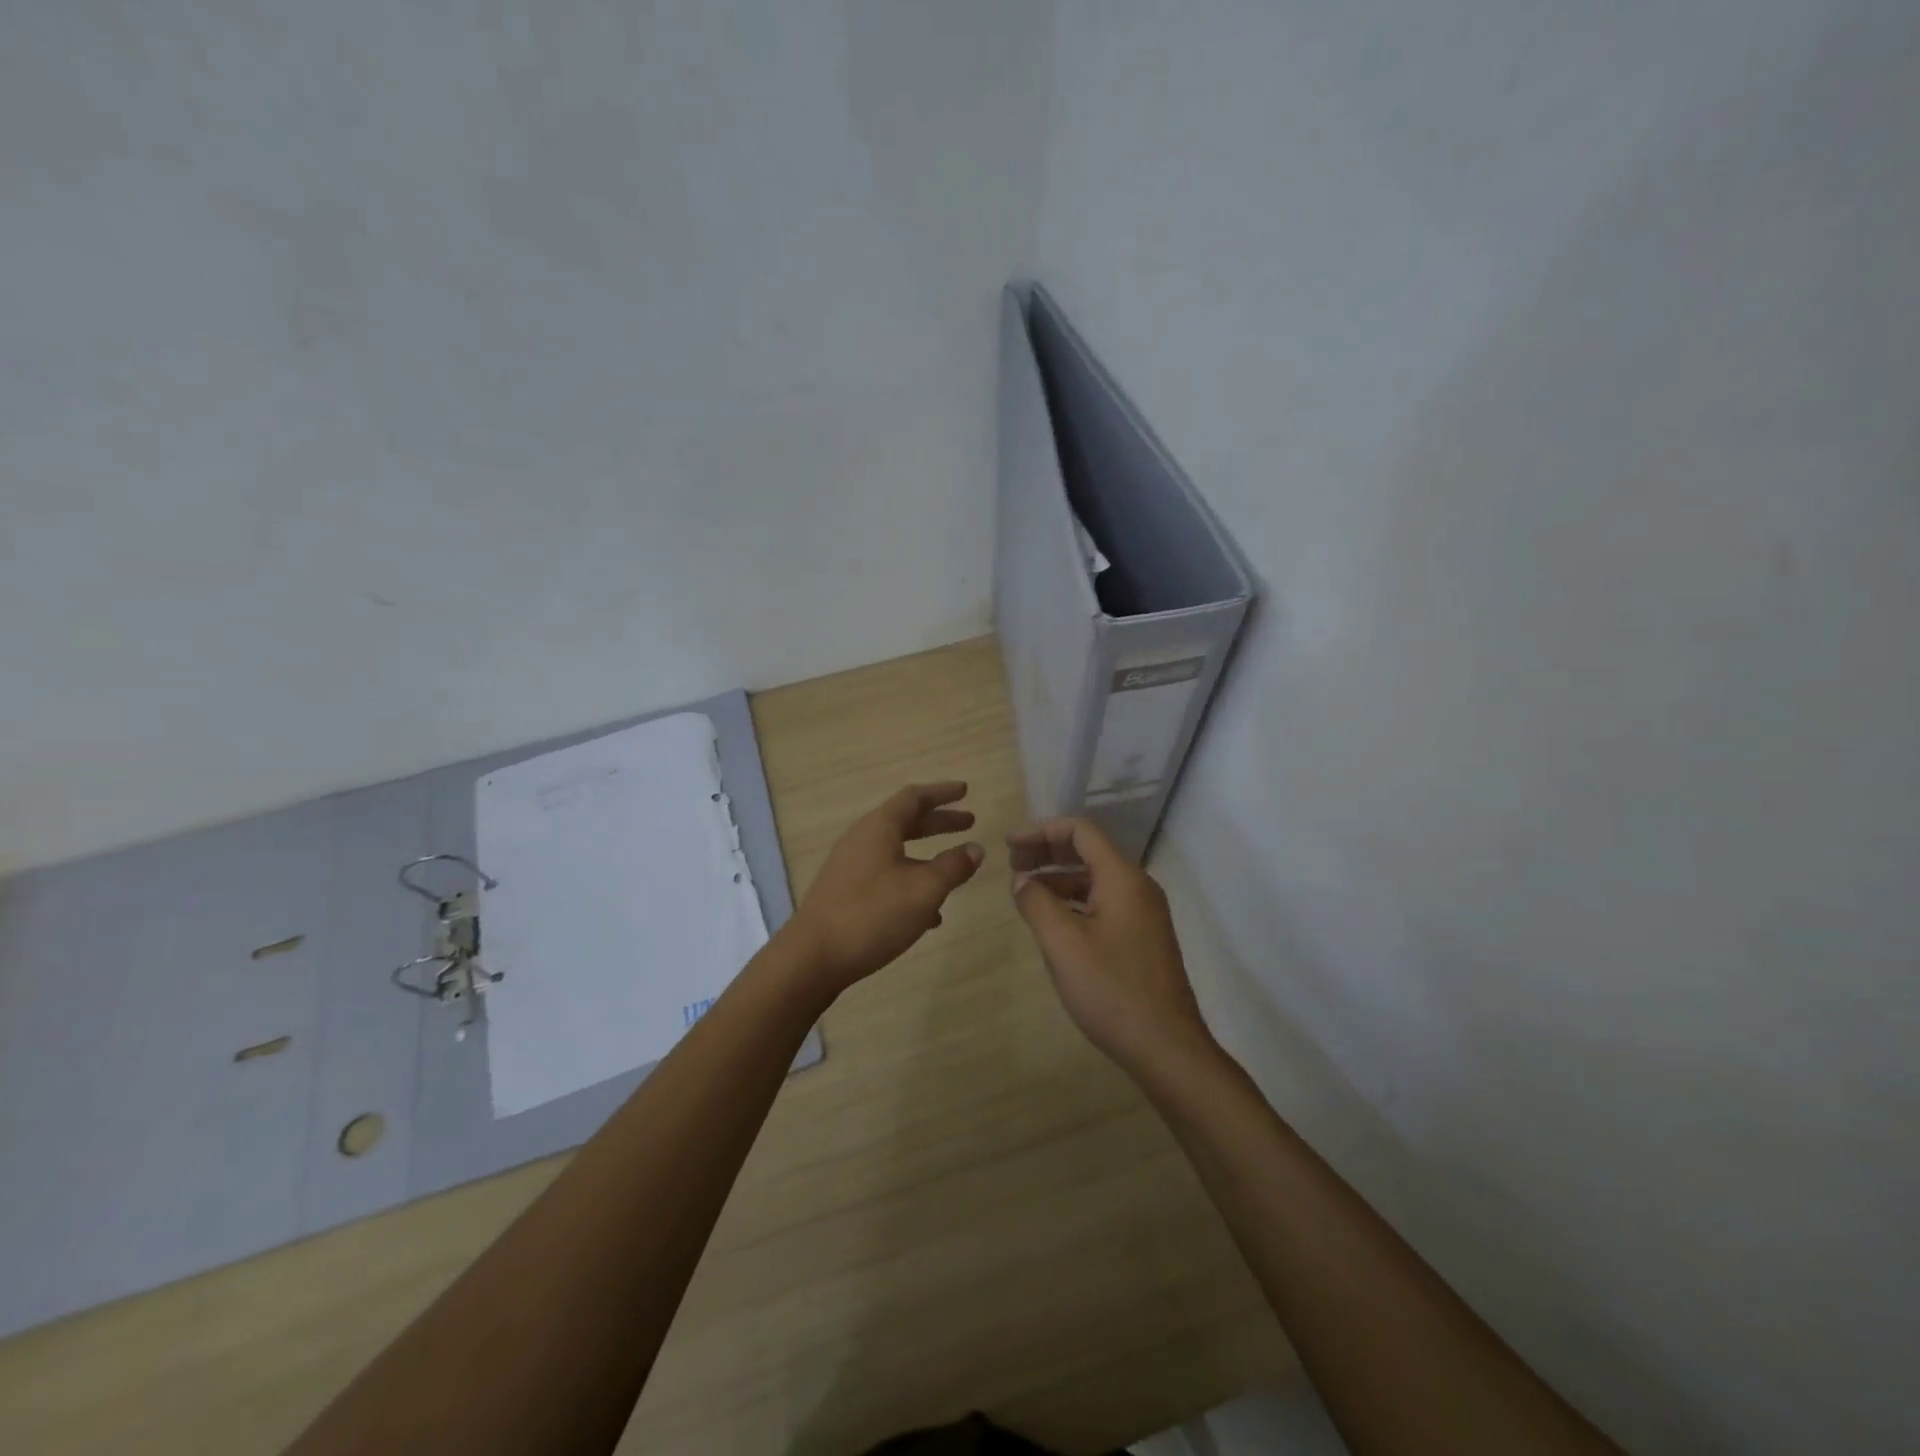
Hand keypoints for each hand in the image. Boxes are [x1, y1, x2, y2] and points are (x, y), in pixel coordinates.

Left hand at [783, 782, 984, 994]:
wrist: (812, 958)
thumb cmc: (872, 914)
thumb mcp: (924, 890)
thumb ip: (952, 866)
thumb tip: (975, 848)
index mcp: (879, 828)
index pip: (914, 797)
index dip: (942, 792)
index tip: (965, 790)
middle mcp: (862, 840)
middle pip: (905, 821)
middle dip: (938, 822)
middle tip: (969, 822)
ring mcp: (851, 868)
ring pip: (896, 852)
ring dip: (927, 855)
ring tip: (954, 869)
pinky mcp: (846, 895)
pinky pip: (886, 878)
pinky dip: (911, 883)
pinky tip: (929, 914)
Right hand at [1009, 817, 1215, 1076]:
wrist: (1167, 1048)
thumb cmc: (1111, 990)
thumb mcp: (1063, 943)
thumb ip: (1037, 902)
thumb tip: (1022, 879)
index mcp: (1122, 878)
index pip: (1081, 831)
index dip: (1041, 831)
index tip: (1009, 845)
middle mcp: (1137, 887)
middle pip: (1088, 851)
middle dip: (1047, 851)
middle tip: (1011, 864)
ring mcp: (1143, 914)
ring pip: (1095, 879)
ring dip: (1058, 877)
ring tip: (1024, 891)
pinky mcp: (1142, 938)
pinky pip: (1103, 903)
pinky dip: (1074, 901)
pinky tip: (1052, 920)